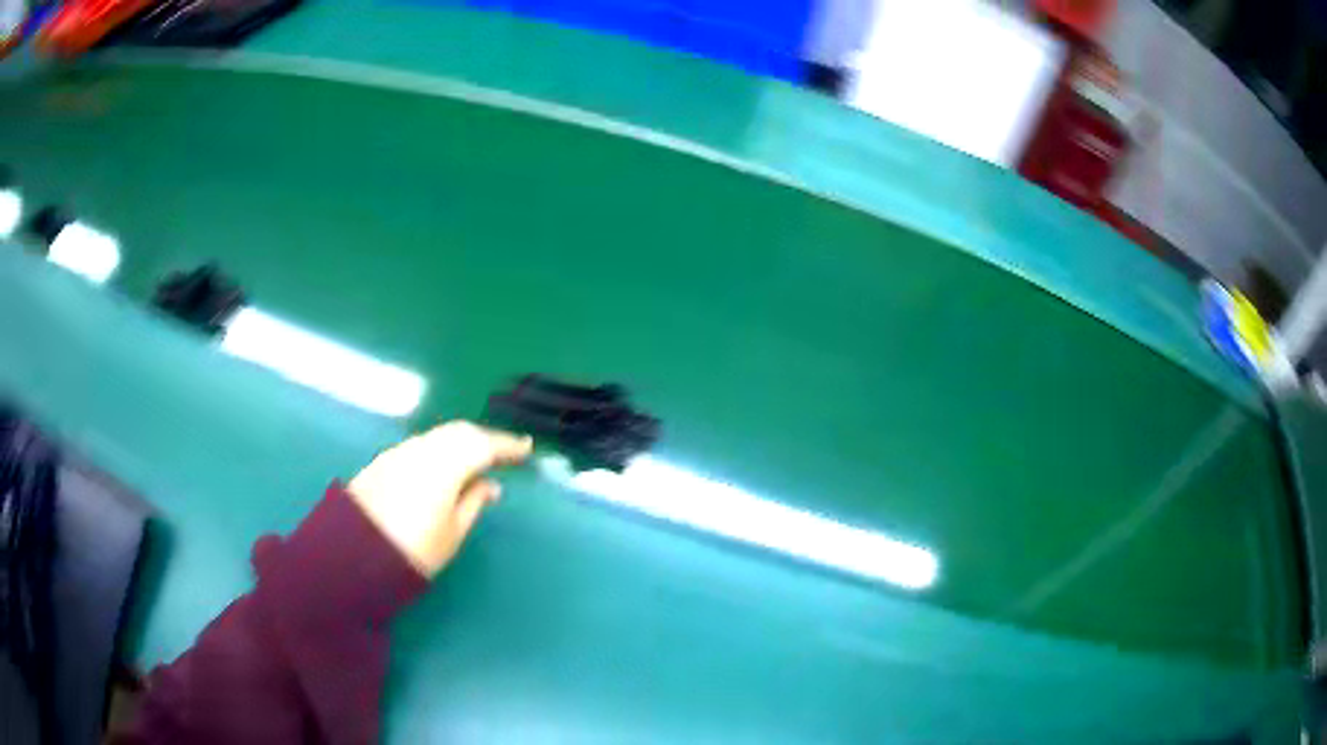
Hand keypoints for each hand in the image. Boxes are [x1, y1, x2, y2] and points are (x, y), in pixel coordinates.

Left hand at [347, 421, 532, 576]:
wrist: (354, 554)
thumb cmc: (413, 550)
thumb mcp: (452, 533)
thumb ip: (474, 502)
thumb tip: (490, 484)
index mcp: (445, 465)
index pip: (484, 445)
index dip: (508, 446)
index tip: (527, 449)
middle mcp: (423, 449)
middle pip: (460, 433)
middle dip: (485, 439)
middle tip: (505, 453)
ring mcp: (400, 452)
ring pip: (439, 436)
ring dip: (461, 442)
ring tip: (477, 458)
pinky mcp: (384, 461)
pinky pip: (422, 445)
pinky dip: (441, 449)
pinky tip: (445, 465)